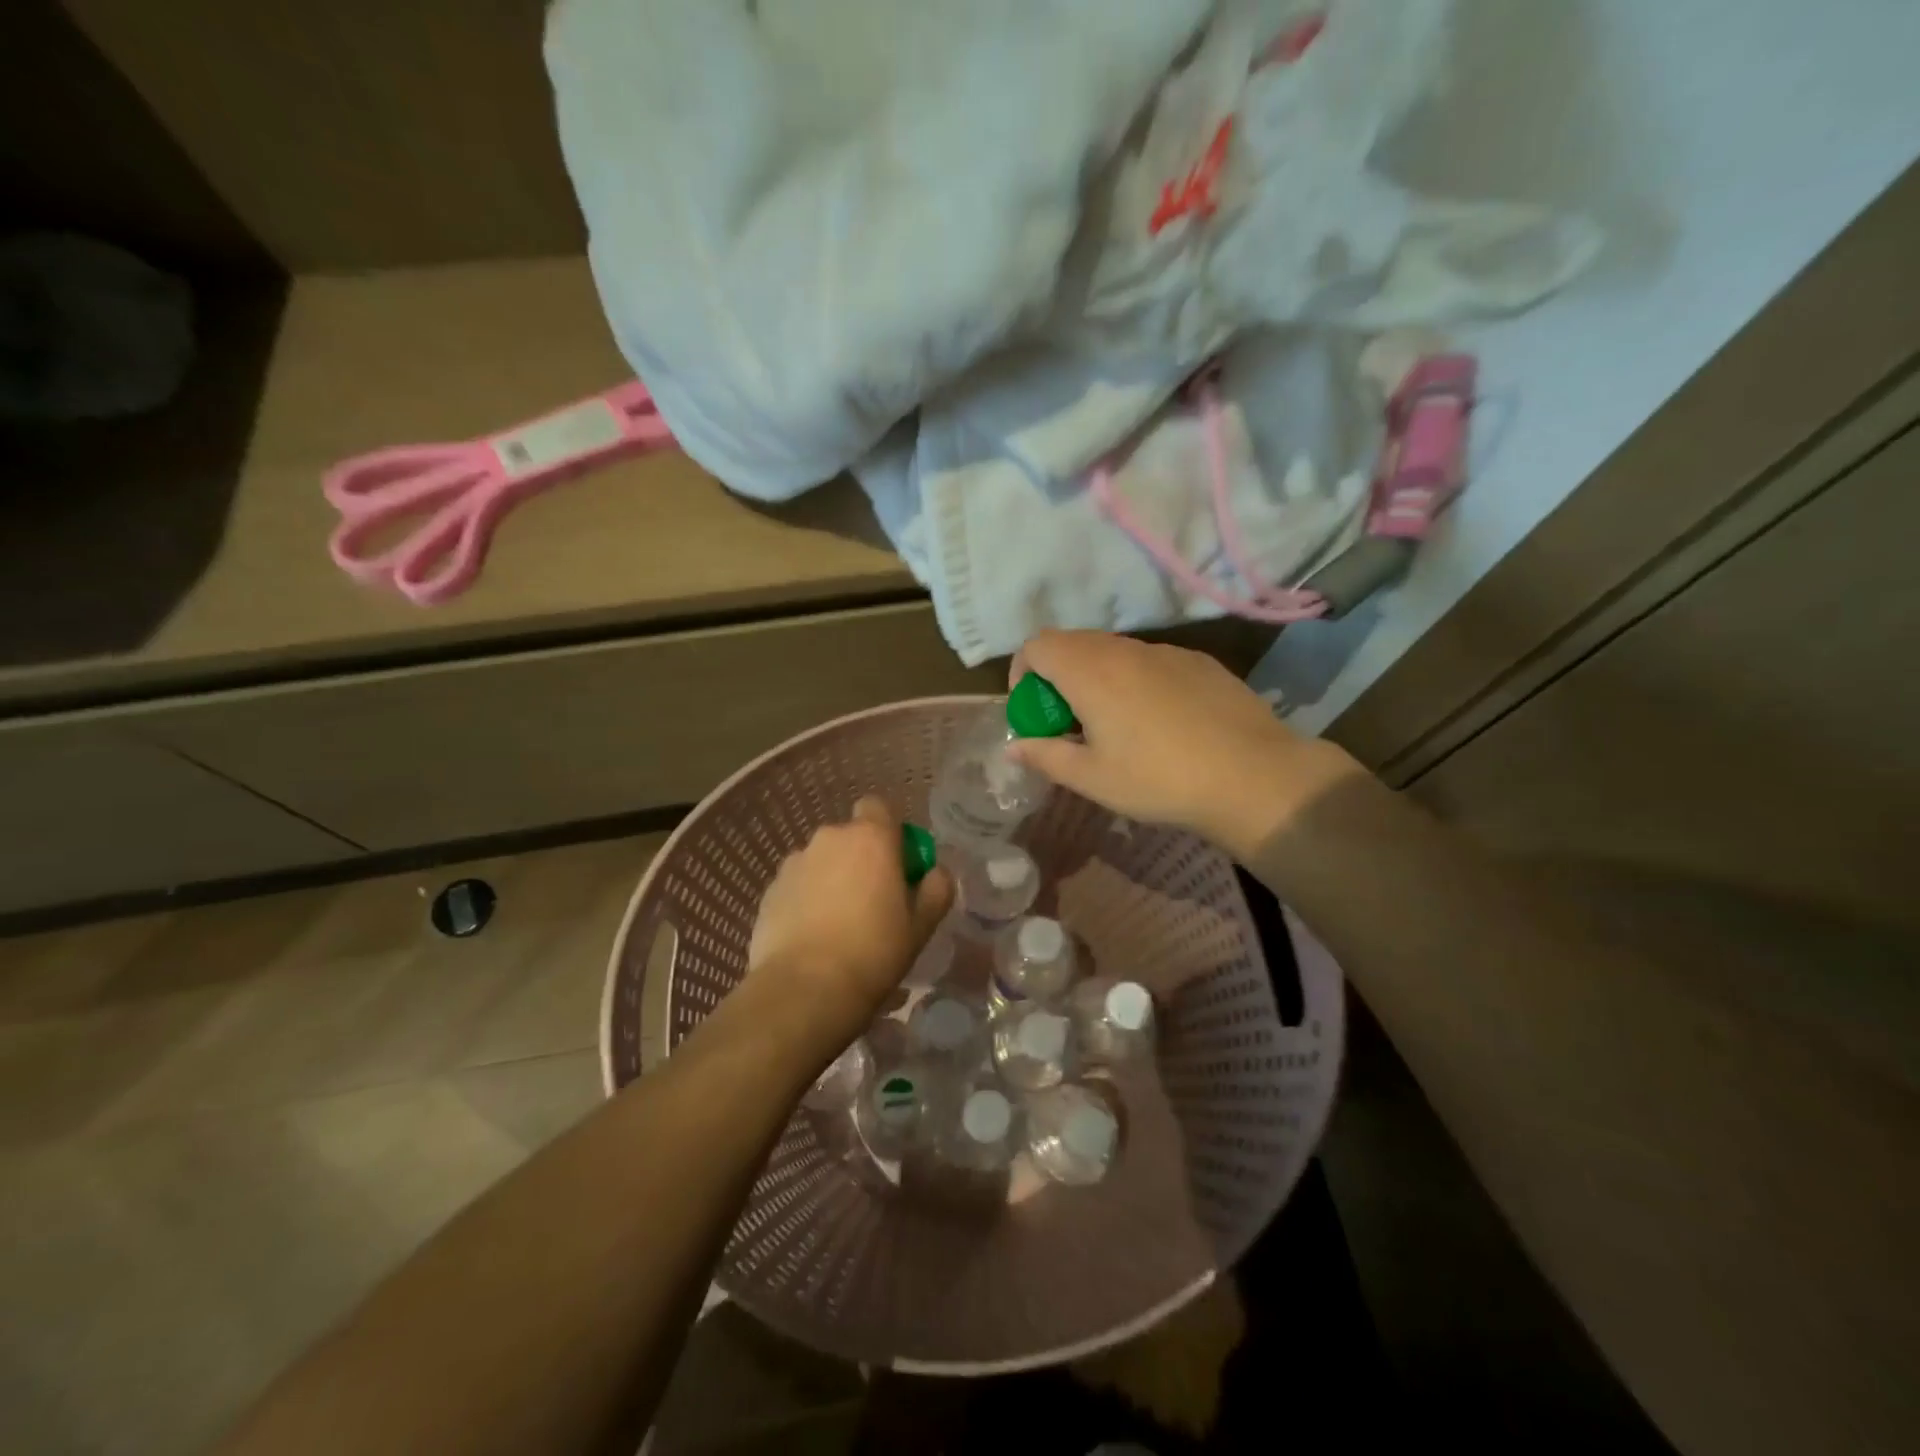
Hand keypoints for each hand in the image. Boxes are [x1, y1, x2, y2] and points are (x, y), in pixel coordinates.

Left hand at [747, 797, 953, 1051]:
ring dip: (832, 881)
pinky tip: (812, 939)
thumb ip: (936, 889)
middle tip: (873, 904)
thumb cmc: (873, 952)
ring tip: (838, 927)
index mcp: (870, 837)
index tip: (898, 867)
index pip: (879, 807)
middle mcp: (829, 838)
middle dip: (861, 861)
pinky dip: (806, 902)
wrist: (804, 989)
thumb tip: (935, 872)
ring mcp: (794, 863)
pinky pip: (797, 886)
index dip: (890, 833)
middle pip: (850, 838)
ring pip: (822, 862)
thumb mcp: (921, 925)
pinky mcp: (769, 891)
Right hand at [1008, 631, 1363, 859]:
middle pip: (1072, 644)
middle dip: (1057, 677)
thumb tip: (1013, 748)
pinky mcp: (1198, 661)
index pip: (1037, 645)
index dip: (1023, 673)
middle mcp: (1125, 649)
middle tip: (1069, 723)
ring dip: (1096, 678)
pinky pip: (1150, 661)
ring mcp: (1166, 651)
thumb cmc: (1159, 780)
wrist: (1254, 777)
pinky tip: (1160, 722)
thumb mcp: (1092, 778)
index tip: (1035, 712)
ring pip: (1113, 651)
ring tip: (1114, 725)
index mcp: (1090, 671)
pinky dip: (1134, 680)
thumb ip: (1045, 756)